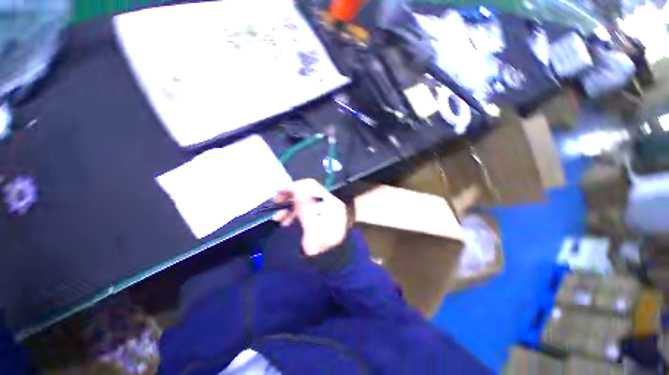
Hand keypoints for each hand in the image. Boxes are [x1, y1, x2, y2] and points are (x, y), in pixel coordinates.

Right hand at [272, 179, 348, 256]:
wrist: (331, 262)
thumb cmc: (323, 247)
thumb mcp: (313, 228)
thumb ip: (305, 207)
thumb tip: (296, 188)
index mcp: (331, 202)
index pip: (311, 186)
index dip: (294, 186)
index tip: (278, 190)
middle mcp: (328, 202)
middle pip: (307, 193)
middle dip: (289, 197)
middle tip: (276, 202)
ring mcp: (324, 209)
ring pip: (304, 202)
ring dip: (289, 207)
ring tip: (277, 218)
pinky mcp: (318, 217)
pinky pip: (304, 211)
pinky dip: (293, 214)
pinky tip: (284, 221)